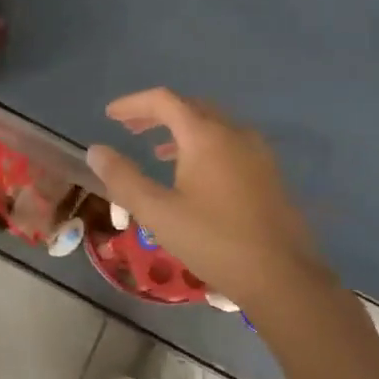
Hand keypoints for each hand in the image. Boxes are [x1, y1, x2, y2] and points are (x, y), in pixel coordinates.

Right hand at [86, 88, 326, 310]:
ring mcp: (257, 152)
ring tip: (157, 150)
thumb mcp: (157, 212)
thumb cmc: (213, 241)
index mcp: (206, 135)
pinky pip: (229, 143)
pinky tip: (194, 175)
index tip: (109, 115)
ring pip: (213, 125)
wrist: (282, 277)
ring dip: (181, 130)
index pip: (164, 101)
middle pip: (190, 107)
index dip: (133, 104)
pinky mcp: (269, 174)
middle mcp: (234, 133)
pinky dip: (203, 145)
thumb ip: (123, 178)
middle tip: (130, 129)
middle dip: (157, 114)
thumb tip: (96, 151)